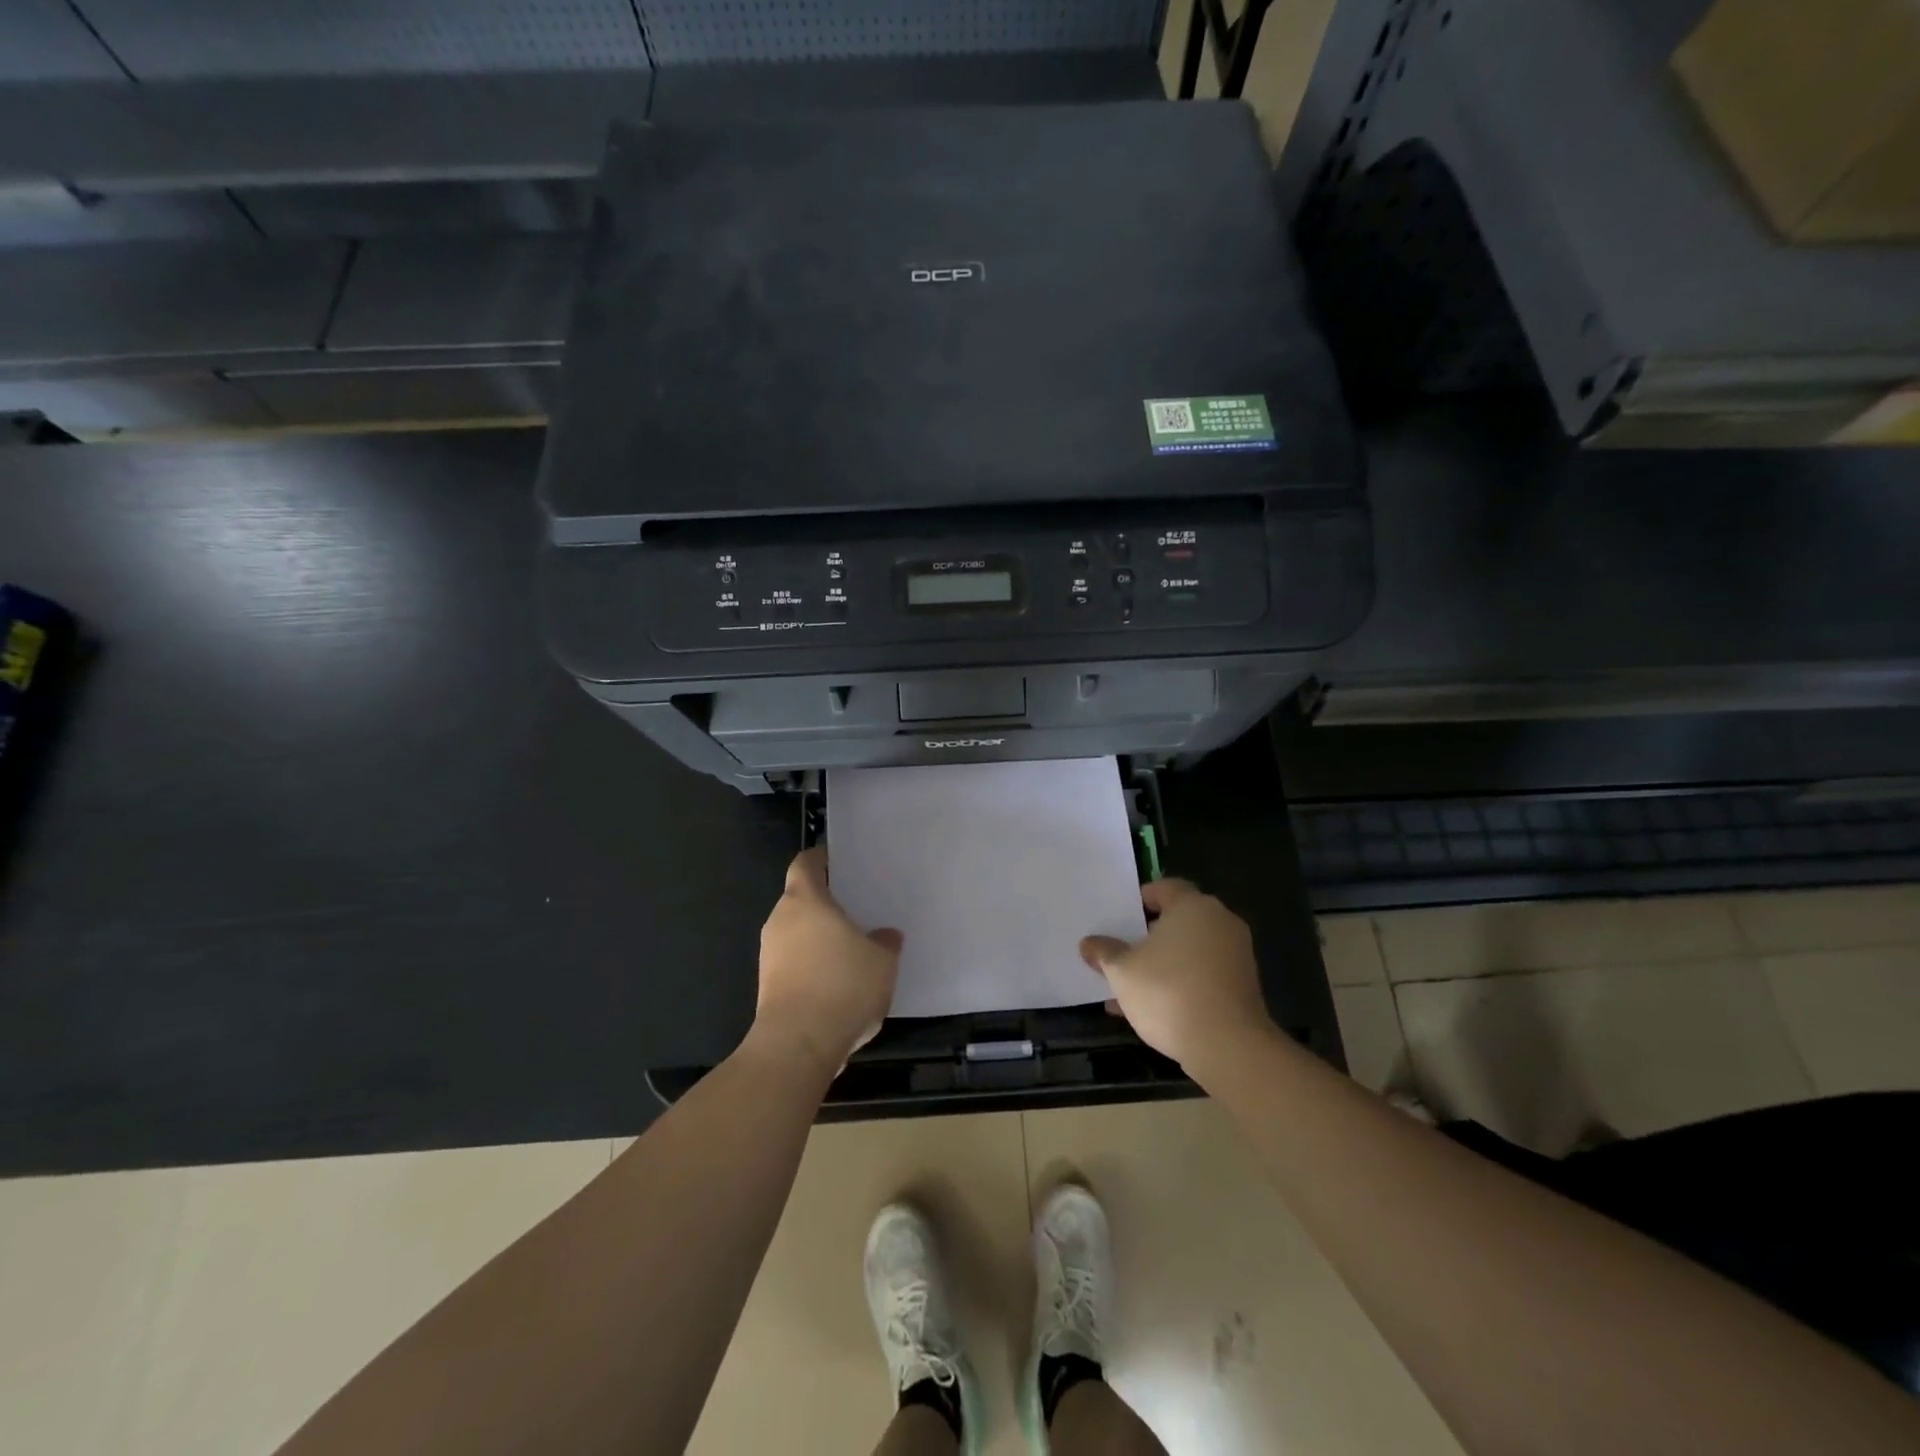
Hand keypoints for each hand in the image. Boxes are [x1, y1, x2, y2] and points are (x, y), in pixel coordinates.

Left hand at [754, 848, 901, 1074]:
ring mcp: (769, 954)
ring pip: (796, 933)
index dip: (822, 859)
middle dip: (826, 903)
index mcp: (805, 900)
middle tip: (857, 908)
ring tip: (852, 948)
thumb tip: (885, 935)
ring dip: (819, 938)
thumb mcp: (882, 961)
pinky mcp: (767, 986)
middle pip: (800, 899)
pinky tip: (838, 982)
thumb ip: (885, 942)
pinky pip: (793, 962)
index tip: (842, 863)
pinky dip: (812, 965)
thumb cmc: (842, 986)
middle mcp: (780, 920)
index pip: (806, 864)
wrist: (798, 1046)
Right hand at [1080, 878, 1270, 1072]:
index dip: (1138, 902)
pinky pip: (1204, 973)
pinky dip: (1182, 982)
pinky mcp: (1244, 985)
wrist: (1228, 1047)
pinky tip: (1155, 1009)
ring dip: (1163, 963)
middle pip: (1177, 920)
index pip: (1163, 888)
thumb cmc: (1168, 993)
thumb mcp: (1122, 972)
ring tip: (1131, 989)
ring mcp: (1236, 954)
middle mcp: (1220, 921)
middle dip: (1147, 937)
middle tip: (1121, 953)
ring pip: (1190, 950)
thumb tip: (1088, 944)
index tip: (1118, 922)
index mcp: (1192, 905)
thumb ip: (1104, 953)